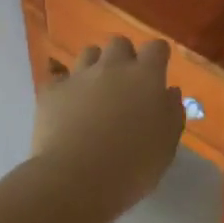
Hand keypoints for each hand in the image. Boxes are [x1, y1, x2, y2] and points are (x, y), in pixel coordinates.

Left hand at [31, 37, 184, 214]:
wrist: (77, 179)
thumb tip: (170, 92)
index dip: (157, 56)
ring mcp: (79, 75)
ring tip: (95, 90)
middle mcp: (112, 67)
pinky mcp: (52, 90)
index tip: (158, 71)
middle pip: (119, 43)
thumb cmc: (132, 166)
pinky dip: (66, 87)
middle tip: (125, 83)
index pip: (156, 47)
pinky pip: (59, 77)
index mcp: (145, 76)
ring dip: (95, 66)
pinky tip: (67, 106)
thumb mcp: (167, 145)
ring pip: (89, 53)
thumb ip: (171, 112)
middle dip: (124, 57)